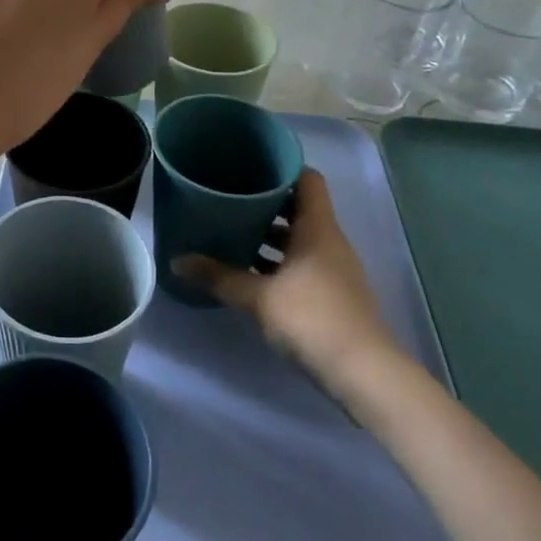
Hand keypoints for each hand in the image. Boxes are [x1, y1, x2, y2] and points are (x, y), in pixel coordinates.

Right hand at [174, 170, 407, 405]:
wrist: (362, 373)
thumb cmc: (311, 318)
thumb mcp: (258, 297)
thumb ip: (218, 276)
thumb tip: (177, 261)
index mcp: (317, 228)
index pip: (307, 179)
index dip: (281, 167)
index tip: (249, 166)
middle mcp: (329, 241)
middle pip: (299, 208)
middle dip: (265, 203)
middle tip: (229, 198)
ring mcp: (333, 269)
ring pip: (299, 238)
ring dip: (270, 235)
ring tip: (232, 233)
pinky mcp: (332, 294)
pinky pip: (301, 264)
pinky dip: (277, 262)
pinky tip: (249, 273)